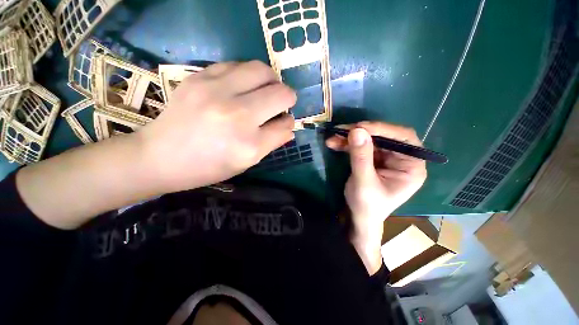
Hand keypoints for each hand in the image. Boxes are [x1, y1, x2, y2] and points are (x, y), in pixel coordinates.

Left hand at [139, 61, 296, 192]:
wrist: (160, 156)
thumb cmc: (208, 167)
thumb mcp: (246, 163)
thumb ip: (272, 143)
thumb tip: (289, 127)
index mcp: (249, 145)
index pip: (285, 125)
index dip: (289, 122)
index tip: (284, 121)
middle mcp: (237, 115)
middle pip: (280, 93)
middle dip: (287, 98)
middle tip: (281, 103)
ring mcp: (217, 91)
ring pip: (262, 70)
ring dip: (271, 80)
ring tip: (265, 90)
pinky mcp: (200, 77)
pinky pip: (237, 65)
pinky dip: (248, 74)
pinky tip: (243, 85)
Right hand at [326, 121, 426, 273]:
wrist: (358, 217)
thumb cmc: (367, 206)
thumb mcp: (363, 183)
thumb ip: (361, 157)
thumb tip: (356, 130)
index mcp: (412, 166)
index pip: (404, 138)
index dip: (383, 129)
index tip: (359, 127)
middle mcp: (402, 158)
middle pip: (384, 136)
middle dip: (361, 133)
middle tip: (341, 131)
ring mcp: (386, 158)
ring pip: (369, 139)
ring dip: (350, 137)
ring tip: (333, 138)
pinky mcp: (372, 159)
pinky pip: (360, 146)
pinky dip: (347, 144)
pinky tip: (334, 143)